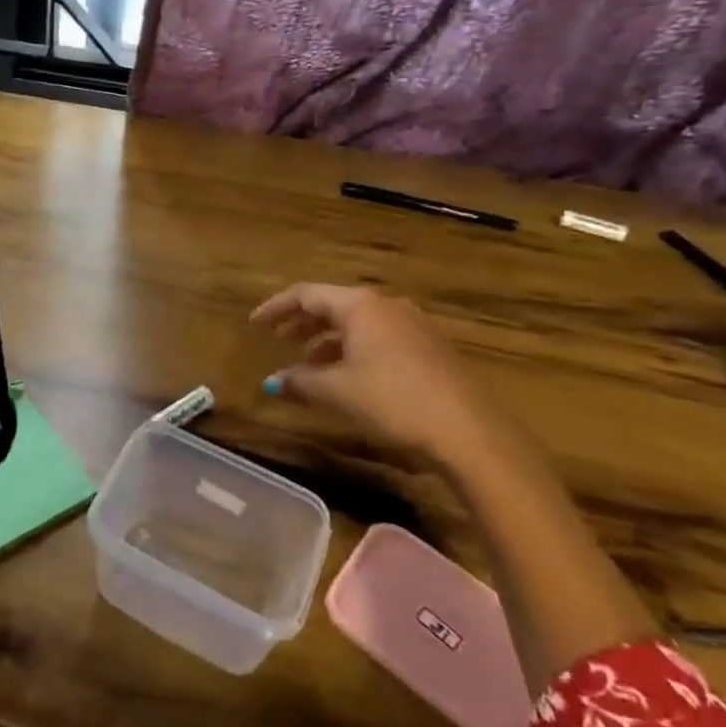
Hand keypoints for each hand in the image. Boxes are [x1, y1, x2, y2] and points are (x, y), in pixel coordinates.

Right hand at [250, 283, 508, 466]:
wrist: (470, 432)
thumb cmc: (392, 400)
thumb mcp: (336, 392)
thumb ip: (299, 382)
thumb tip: (272, 381)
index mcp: (360, 305)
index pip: (306, 294)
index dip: (276, 308)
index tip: (254, 324)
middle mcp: (387, 306)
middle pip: (334, 305)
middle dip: (303, 322)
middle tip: (279, 339)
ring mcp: (414, 326)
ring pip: (359, 324)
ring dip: (329, 340)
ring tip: (310, 363)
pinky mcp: (432, 349)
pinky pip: (380, 339)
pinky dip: (355, 350)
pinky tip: (350, 377)